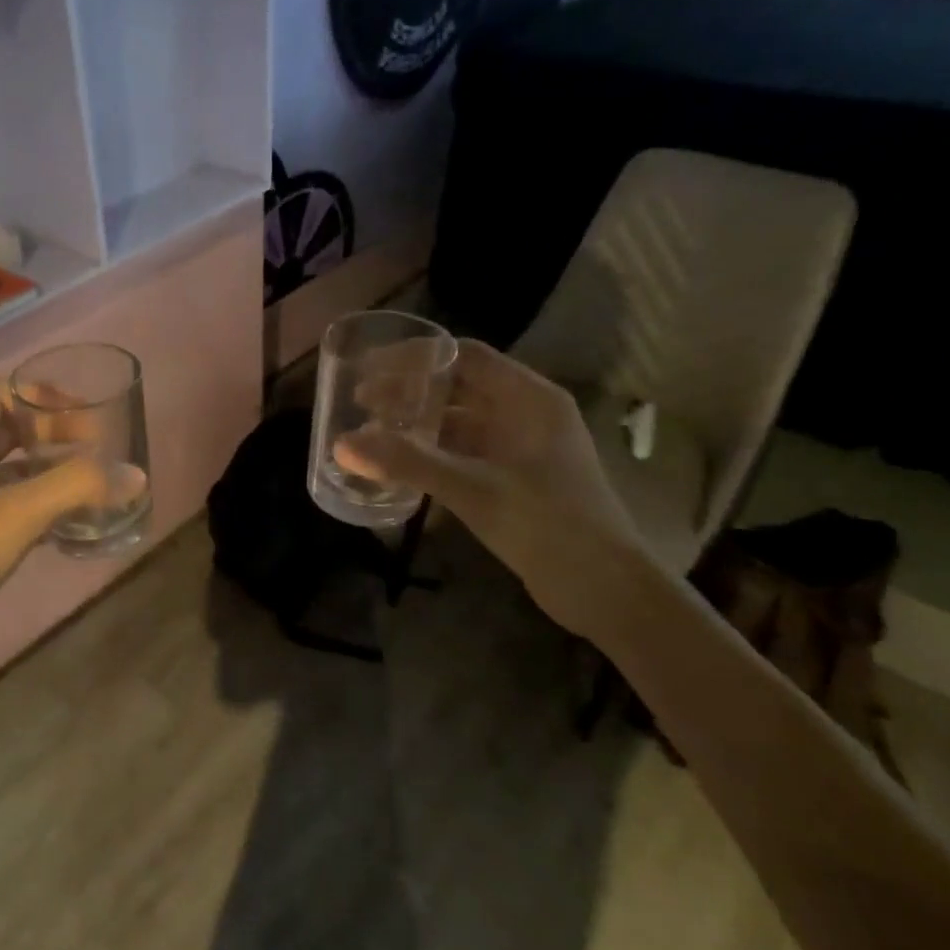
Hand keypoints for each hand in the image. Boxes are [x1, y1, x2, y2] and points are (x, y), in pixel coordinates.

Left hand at [0, 379, 137, 687]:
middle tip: (101, 449)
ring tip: (103, 484)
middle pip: (15, 430)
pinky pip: (26, 509)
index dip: (40, 395)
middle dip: (58, 432)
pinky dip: (55, 508)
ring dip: (60, 472)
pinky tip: (87, 522)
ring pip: (23, 472)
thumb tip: (137, 476)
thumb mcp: (17, 512)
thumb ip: (77, 486)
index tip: (84, 415)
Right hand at [337, 340, 655, 644]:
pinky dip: (430, 455)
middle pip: (459, 387)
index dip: (415, 357)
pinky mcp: (513, 481)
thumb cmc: (550, 526)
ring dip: (417, 425)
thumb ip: (409, 463)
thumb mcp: (474, 489)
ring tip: (372, 433)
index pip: (465, 356)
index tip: (369, 367)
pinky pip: (463, 454)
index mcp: (530, 399)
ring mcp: (520, 449)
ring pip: (458, 422)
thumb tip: (342, 445)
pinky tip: (399, 467)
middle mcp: (525, 415)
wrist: (607, 592)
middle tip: (361, 403)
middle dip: (410, 392)